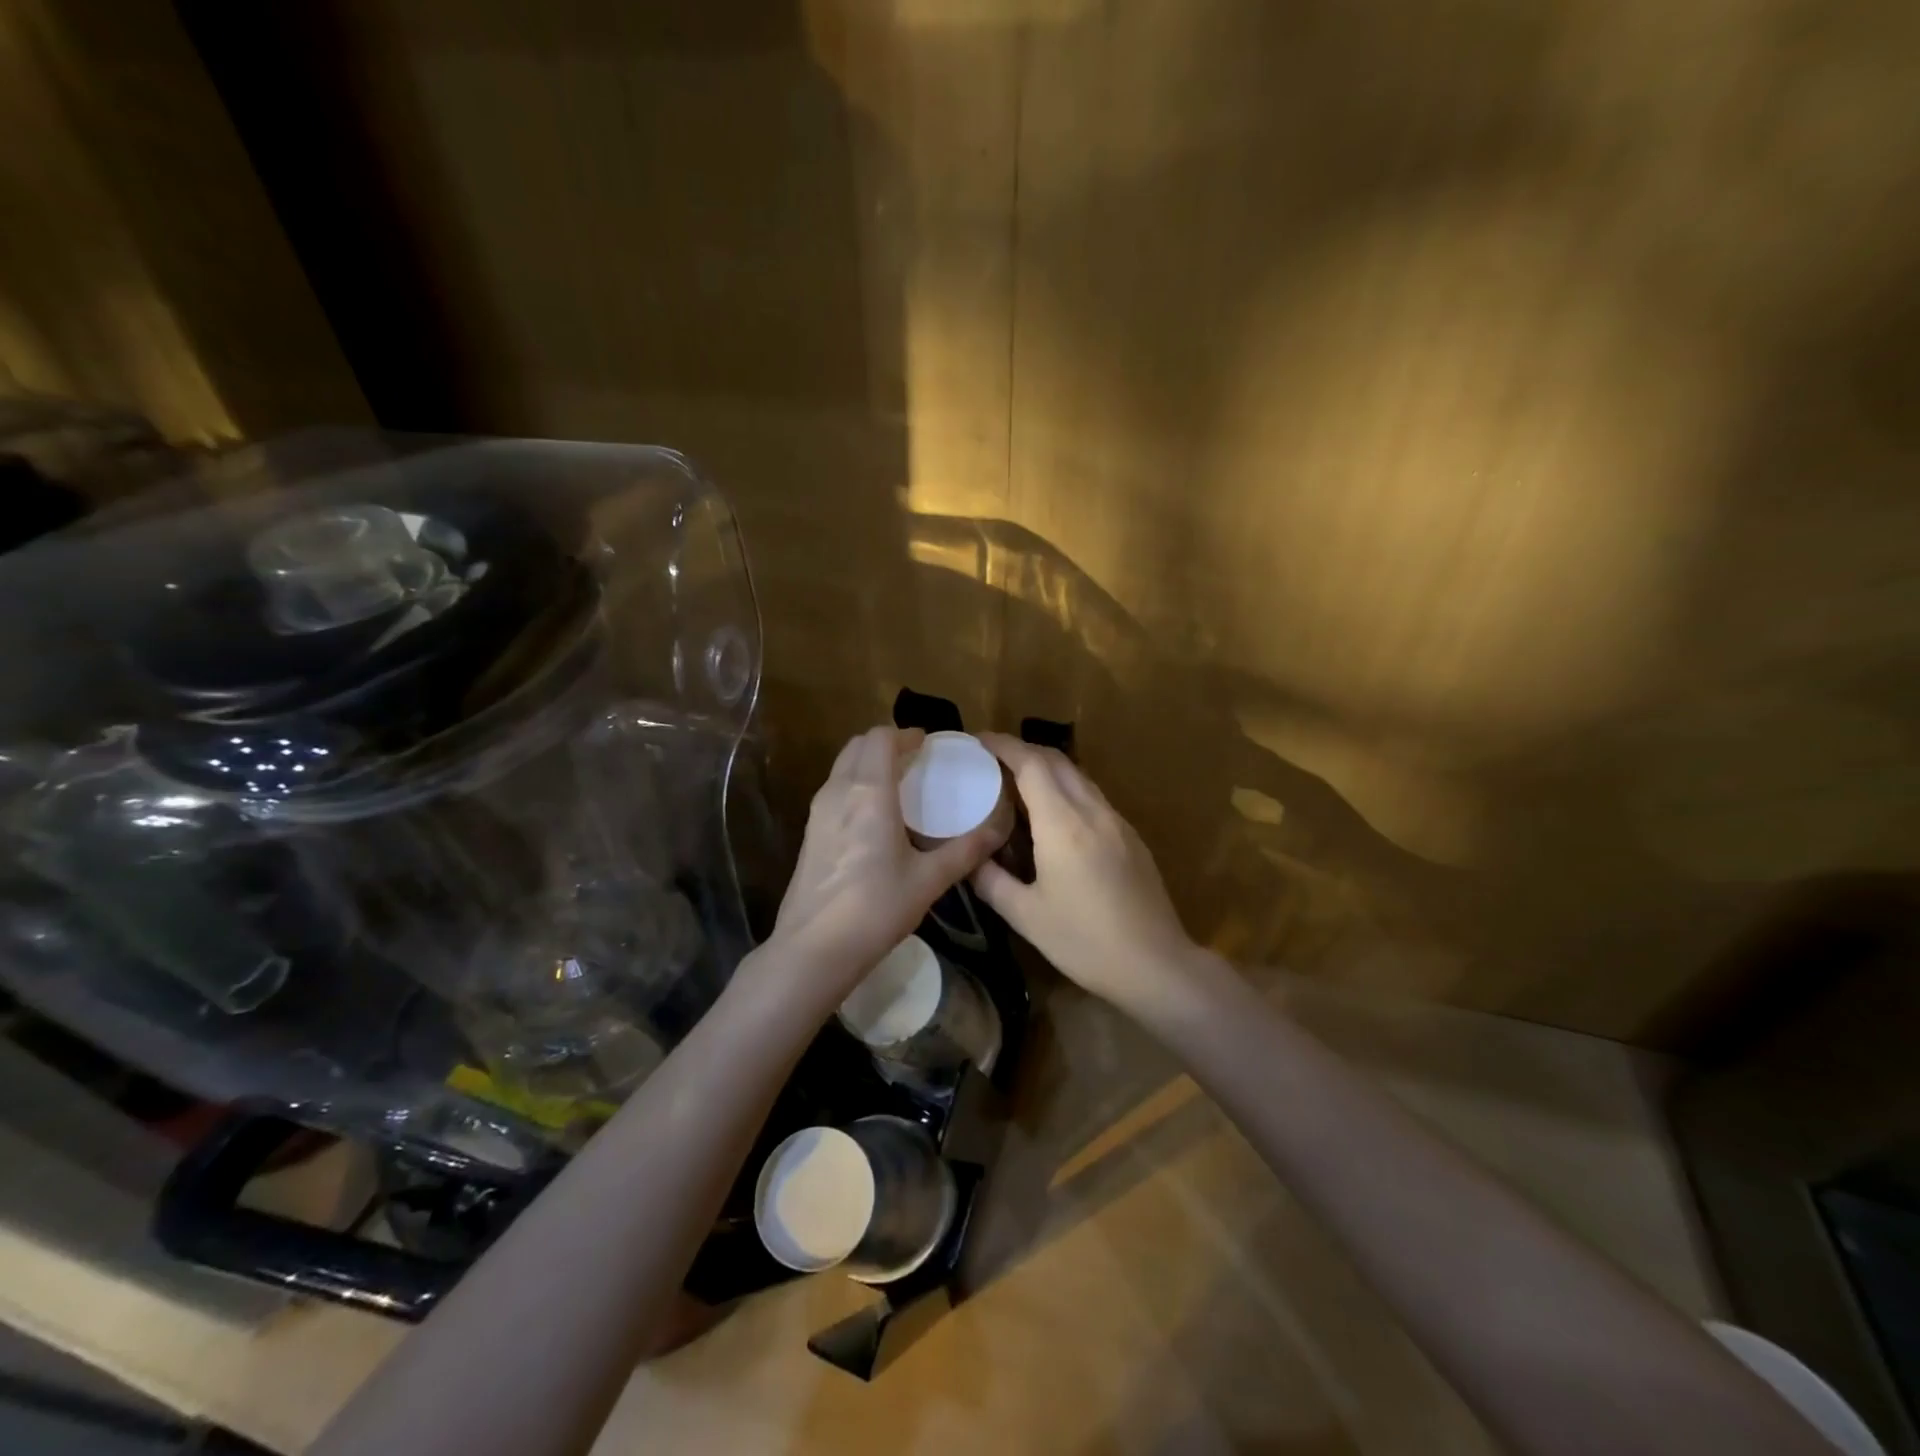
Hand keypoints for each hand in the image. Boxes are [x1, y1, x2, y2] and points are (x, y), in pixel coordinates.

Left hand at [768, 726, 1004, 997]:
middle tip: (915, 762)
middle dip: (886, 744)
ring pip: (842, 767)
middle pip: (858, 745)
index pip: (881, 738)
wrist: (814, 948)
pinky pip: (834, 790)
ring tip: (898, 786)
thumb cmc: (876, 908)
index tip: (928, 746)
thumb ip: (965, 851)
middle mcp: (839, 791)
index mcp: (869, 791)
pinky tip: (874, 817)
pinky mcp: (809, 833)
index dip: (906, 735)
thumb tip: (999, 829)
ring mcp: (818, 811)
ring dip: (868, 763)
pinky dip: (854, 785)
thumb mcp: (929, 880)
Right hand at [972, 734, 1202, 1010]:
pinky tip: (1054, 814)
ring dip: (1047, 768)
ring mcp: (1117, 821)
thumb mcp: (1026, 916)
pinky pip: (1093, 796)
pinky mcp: (1131, 836)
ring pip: (1078, 776)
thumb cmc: (1085, 941)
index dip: (1003, 745)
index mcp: (1063, 824)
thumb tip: (967, 859)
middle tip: (991, 760)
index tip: (978, 740)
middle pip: (1056, 760)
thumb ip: (991, 880)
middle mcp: (1092, 811)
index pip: (1031, 764)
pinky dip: (1066, 789)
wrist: (1156, 964)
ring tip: (1018, 782)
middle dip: (1023, 750)